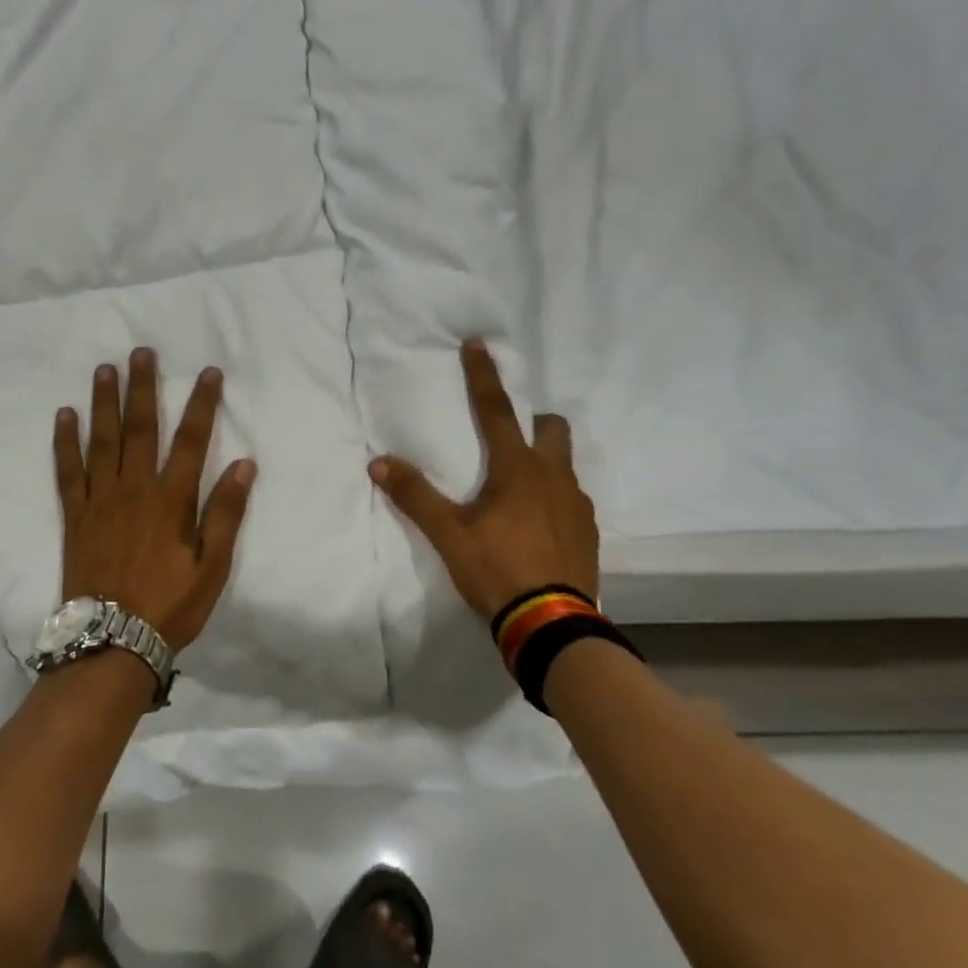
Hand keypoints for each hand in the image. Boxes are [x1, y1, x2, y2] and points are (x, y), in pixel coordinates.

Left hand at [54, 348, 255, 650]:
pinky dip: (65, 442)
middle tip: (143, 352)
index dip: (202, 404)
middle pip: (141, 428)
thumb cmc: (170, 606)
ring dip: (105, 402)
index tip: (209, 373)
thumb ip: (225, 514)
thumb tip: (245, 466)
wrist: (111, 642)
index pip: (192, 441)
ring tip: (105, 369)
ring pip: (102, 441)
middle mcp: (134, 490)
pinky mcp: (74, 516)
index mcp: (171, 501)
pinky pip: (67, 471)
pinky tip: (65, 416)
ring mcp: (99, 500)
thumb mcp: (212, 567)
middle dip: (144, 388)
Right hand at [368, 339, 598, 618]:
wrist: (552, 624)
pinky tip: (537, 525)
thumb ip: (416, 496)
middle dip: (533, 421)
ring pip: (564, 464)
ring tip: (519, 489)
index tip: (478, 344)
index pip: (495, 410)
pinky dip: (554, 498)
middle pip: (551, 428)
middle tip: (509, 437)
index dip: (483, 376)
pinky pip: (572, 499)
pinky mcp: (588, 532)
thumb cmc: (497, 571)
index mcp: (517, 470)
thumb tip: (379, 461)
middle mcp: (553, 477)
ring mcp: (577, 505)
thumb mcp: (449, 535)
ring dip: (544, 461)